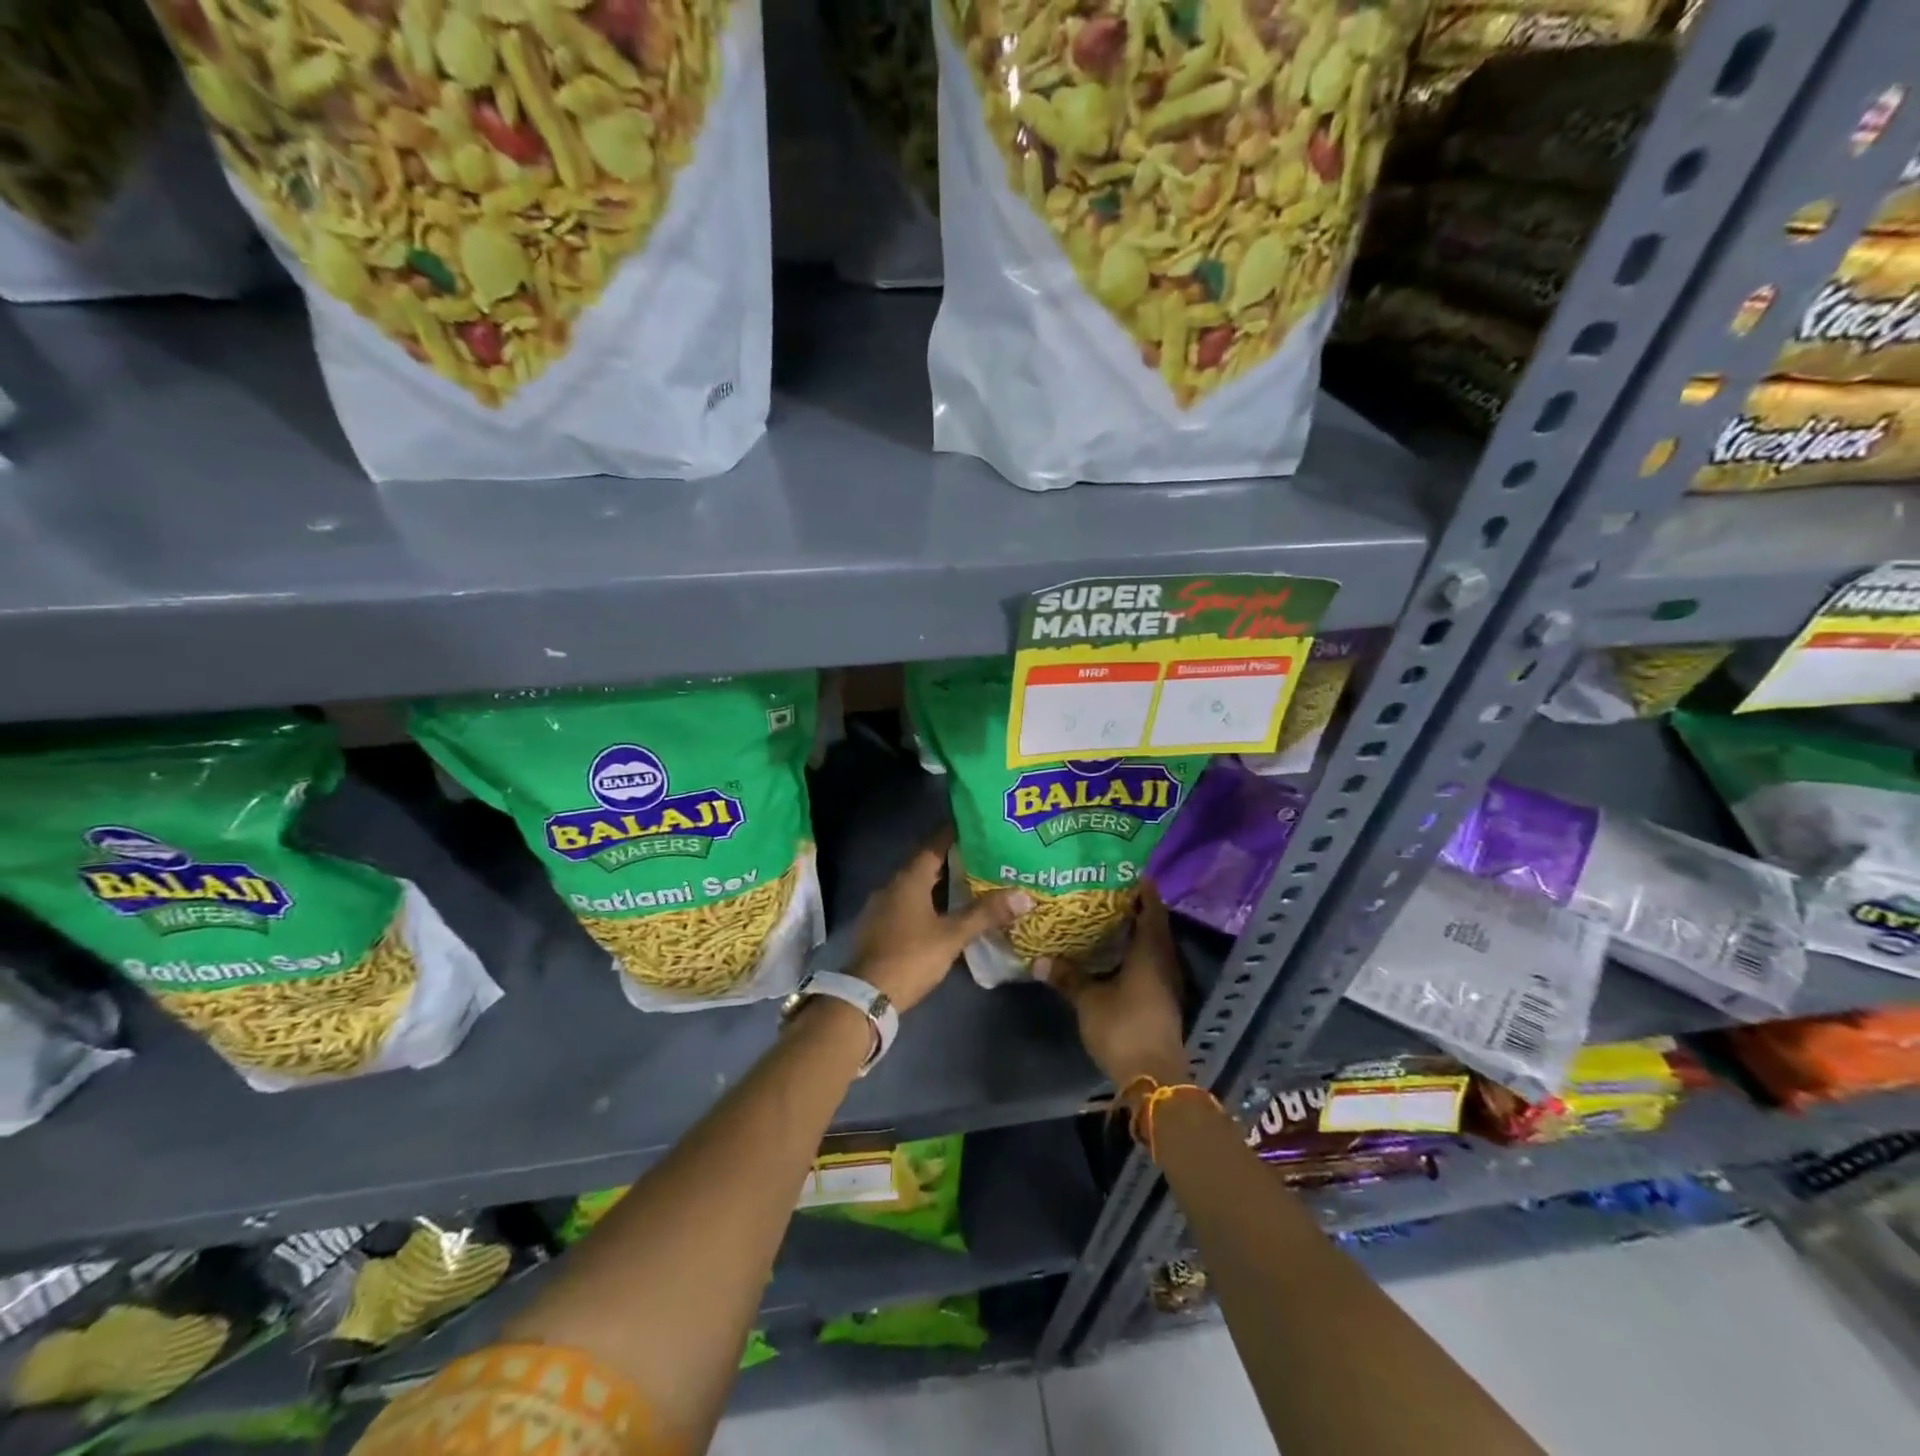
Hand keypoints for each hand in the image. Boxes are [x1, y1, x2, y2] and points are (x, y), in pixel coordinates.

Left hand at [850, 828, 1031, 1014]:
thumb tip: (1024, 895)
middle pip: (925, 865)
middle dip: (952, 860)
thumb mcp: (952, 935)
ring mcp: (882, 907)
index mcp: (908, 879)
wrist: (867, 996)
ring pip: (916, 886)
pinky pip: (908, 904)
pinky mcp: (880, 927)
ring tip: (971, 883)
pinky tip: (945, 912)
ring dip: (940, 883)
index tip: (977, 826)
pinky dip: (928, 902)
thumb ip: (985, 914)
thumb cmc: (911, 957)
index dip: (954, 834)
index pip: (934, 845)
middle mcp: (892, 886)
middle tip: (983, 857)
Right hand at [1041, 881, 1189, 1088]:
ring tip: (1103, 918)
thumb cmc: (1123, 1028)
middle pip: (1153, 924)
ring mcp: (1166, 982)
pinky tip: (1111, 954)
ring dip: (1133, 931)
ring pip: (1152, 945)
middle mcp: (1164, 960)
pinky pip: (1149, 963)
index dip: (1140, 887)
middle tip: (1103, 892)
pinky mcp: (1162, 999)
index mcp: (1151, 950)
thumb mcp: (1088, 1001)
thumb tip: (1040, 959)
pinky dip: (1133, 953)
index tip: (1121, 871)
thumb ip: (1067, 977)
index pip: (1151, 907)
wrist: (1154, 1078)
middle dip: (1132, 907)